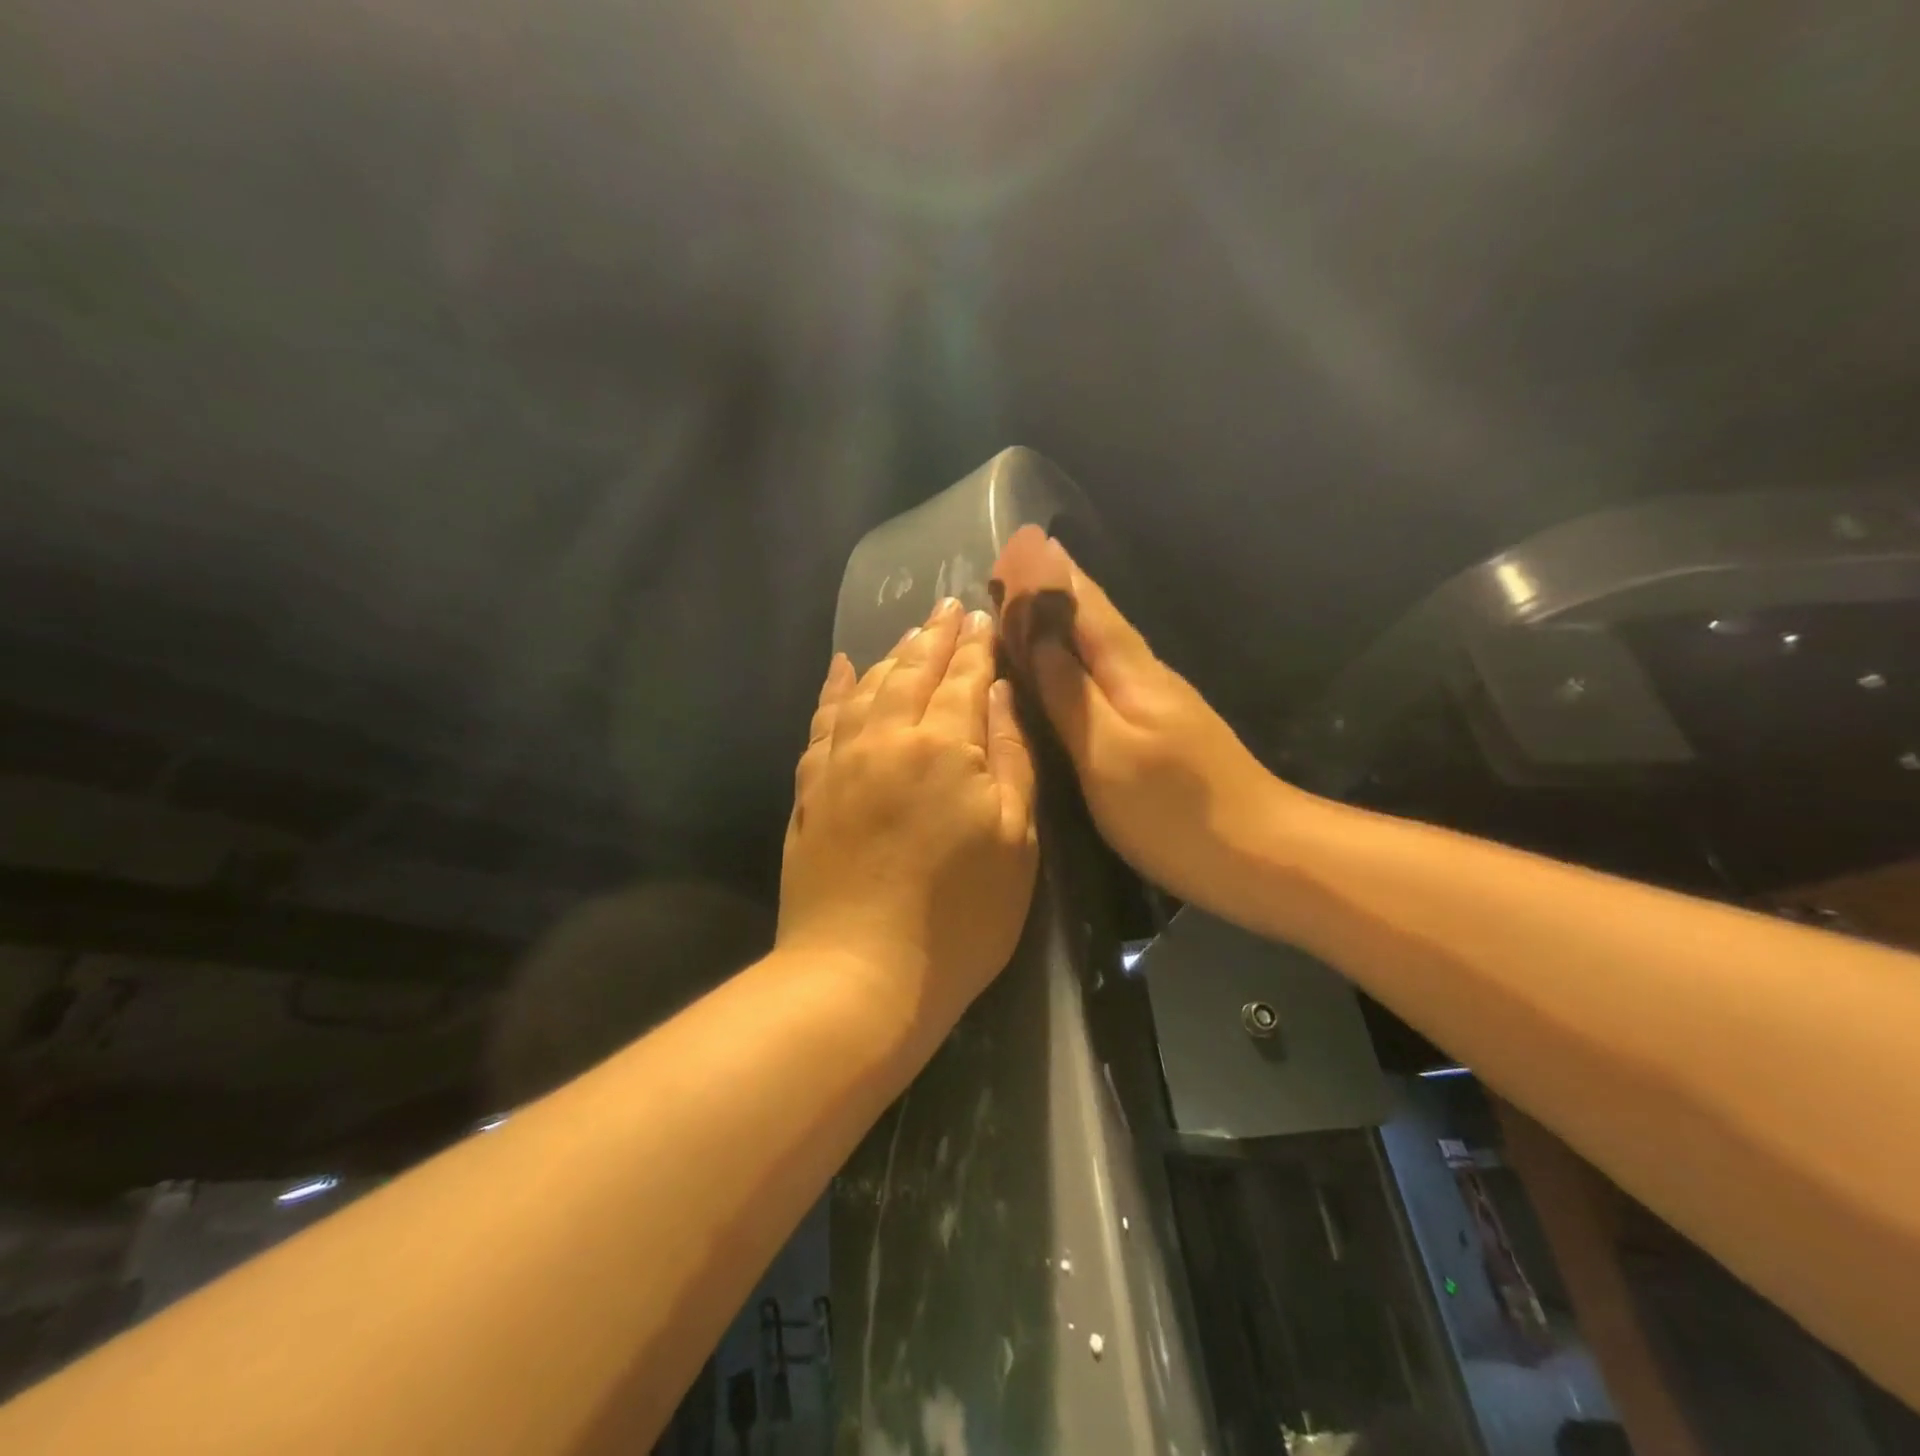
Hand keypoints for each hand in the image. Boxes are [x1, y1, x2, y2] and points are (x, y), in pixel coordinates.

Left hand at [778, 598, 1038, 1040]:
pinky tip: (840, 667)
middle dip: (935, 636)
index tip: (984, 616)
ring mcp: (840, 761)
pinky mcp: (809, 788)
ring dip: (891, 654)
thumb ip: (1009, 759)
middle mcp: (887, 737)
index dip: (976, 646)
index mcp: (944, 746)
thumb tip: (998, 696)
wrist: (860, 974)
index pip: (964, 678)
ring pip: (866, 686)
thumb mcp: (1014, 842)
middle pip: (912, 671)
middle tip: (949, 606)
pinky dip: (834, 689)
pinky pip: (822, 721)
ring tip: (910, 633)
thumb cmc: (958, 918)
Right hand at [1019, 538, 1294, 911]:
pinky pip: (1110, 672)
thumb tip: (1033, 634)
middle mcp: (1145, 674)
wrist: (1261, 855)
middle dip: (1055, 585)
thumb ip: (1069, 693)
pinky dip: (1083, 652)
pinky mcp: (1162, 728)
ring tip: (1034, 595)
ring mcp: (1158, 701)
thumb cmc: (1174, 809)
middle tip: (1018, 557)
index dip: (1047, 577)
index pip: (1082, 608)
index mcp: (1130, 672)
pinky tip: (1074, 661)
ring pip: (1103, 642)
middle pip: (1095, 617)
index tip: (1017, 540)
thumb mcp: (1107, 752)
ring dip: (1068, 613)